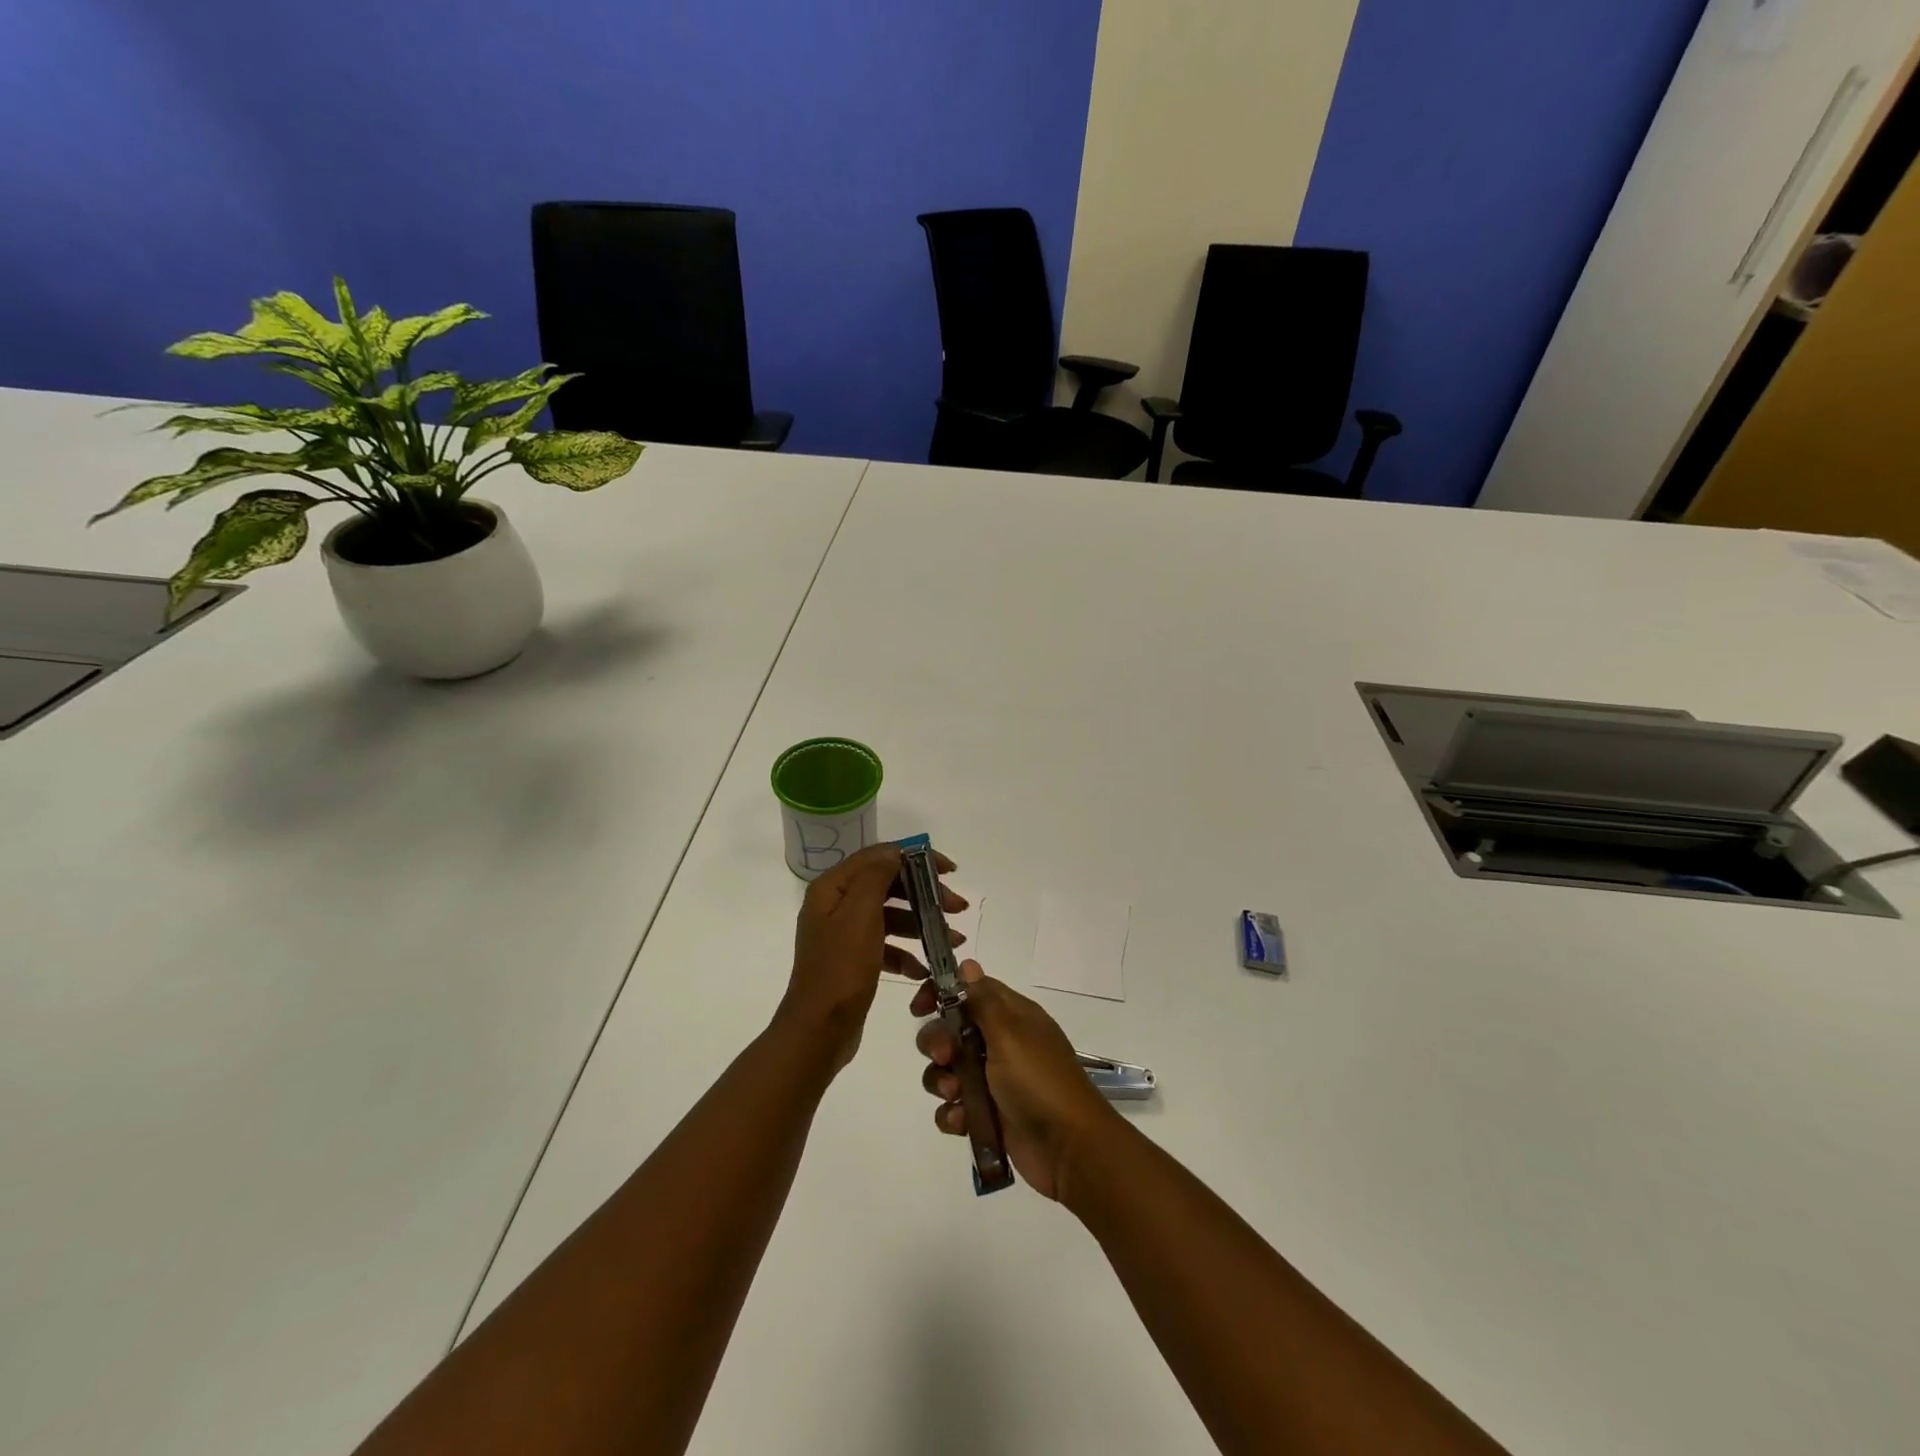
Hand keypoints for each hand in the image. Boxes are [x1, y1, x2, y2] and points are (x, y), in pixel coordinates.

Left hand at [777, 843, 967, 1073]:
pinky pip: (885, 945)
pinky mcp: (853, 960)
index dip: (916, 858)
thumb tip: (895, 852)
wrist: (818, 1032)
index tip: (949, 871)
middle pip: (887, 885)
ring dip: (922, 924)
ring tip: (952, 941)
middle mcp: (835, 905)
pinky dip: (906, 953)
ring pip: (890, 916)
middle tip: (958, 907)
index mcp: (832, 888)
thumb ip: (876, 877)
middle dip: (925, 894)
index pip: (879, 857)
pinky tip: (924, 969)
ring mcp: (843, 934)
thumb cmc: (841, 970)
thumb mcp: (860, 916)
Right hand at [913, 961, 1118, 1200]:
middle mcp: (1000, 1043)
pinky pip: (954, 1107)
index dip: (941, 994)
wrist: (1069, 1148)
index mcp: (1011, 1016)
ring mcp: (993, 1080)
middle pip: (951, 1030)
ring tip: (954, 1094)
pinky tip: (961, 1121)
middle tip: (944, 1056)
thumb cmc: (1038, 1080)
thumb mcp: (1009, 1032)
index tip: (920, 1008)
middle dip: (937, 1042)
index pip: (968, 991)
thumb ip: (982, 999)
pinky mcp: (987, 1115)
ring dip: (941, 1080)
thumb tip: (967, 963)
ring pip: (947, 1070)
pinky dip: (952, 1113)